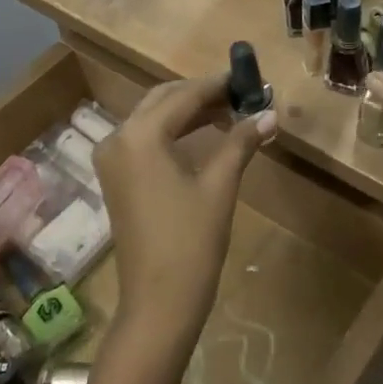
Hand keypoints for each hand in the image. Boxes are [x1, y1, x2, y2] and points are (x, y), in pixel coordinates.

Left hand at [93, 75, 275, 351]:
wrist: (157, 304)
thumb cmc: (191, 243)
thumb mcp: (219, 187)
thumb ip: (240, 142)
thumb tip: (270, 113)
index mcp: (139, 134)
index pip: (183, 96)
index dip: (218, 85)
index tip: (248, 79)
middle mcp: (117, 137)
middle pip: (163, 100)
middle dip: (202, 95)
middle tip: (241, 96)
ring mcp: (112, 158)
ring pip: (153, 118)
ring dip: (188, 113)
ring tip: (230, 114)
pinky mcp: (116, 177)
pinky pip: (145, 139)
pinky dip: (173, 133)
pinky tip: (204, 136)